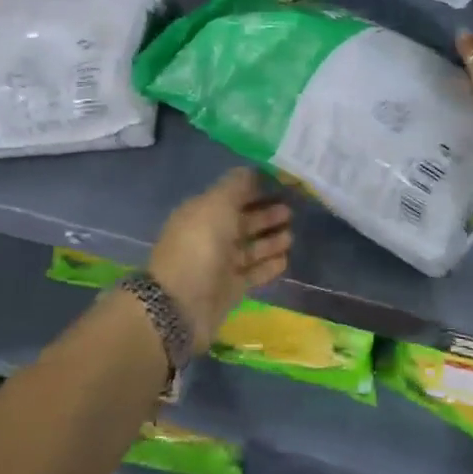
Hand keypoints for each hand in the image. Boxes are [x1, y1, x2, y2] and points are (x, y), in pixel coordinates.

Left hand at [149, 168, 292, 351]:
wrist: (180, 304)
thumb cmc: (199, 246)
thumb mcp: (216, 204)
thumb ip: (236, 185)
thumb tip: (252, 170)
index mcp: (202, 212)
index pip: (231, 196)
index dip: (254, 190)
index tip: (280, 185)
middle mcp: (210, 236)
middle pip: (242, 222)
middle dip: (265, 216)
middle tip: (290, 211)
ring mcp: (219, 265)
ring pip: (250, 248)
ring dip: (270, 241)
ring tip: (292, 236)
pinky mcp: (229, 289)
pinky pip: (253, 273)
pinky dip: (268, 265)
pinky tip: (285, 259)